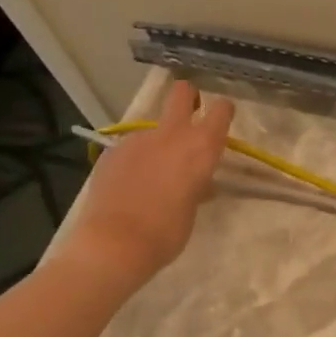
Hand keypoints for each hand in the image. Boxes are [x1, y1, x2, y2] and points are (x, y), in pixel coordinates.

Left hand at [61, 81, 233, 282]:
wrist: (114, 242)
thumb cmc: (167, 232)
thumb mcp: (193, 209)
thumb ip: (197, 186)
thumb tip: (198, 182)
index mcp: (200, 148)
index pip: (220, 111)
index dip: (223, 111)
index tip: (223, 118)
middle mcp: (171, 135)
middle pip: (181, 94)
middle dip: (188, 96)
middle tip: (191, 109)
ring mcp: (137, 140)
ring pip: (154, 128)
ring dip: (159, 141)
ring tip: (154, 174)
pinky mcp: (112, 152)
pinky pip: (132, 148)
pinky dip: (137, 159)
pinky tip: (131, 185)